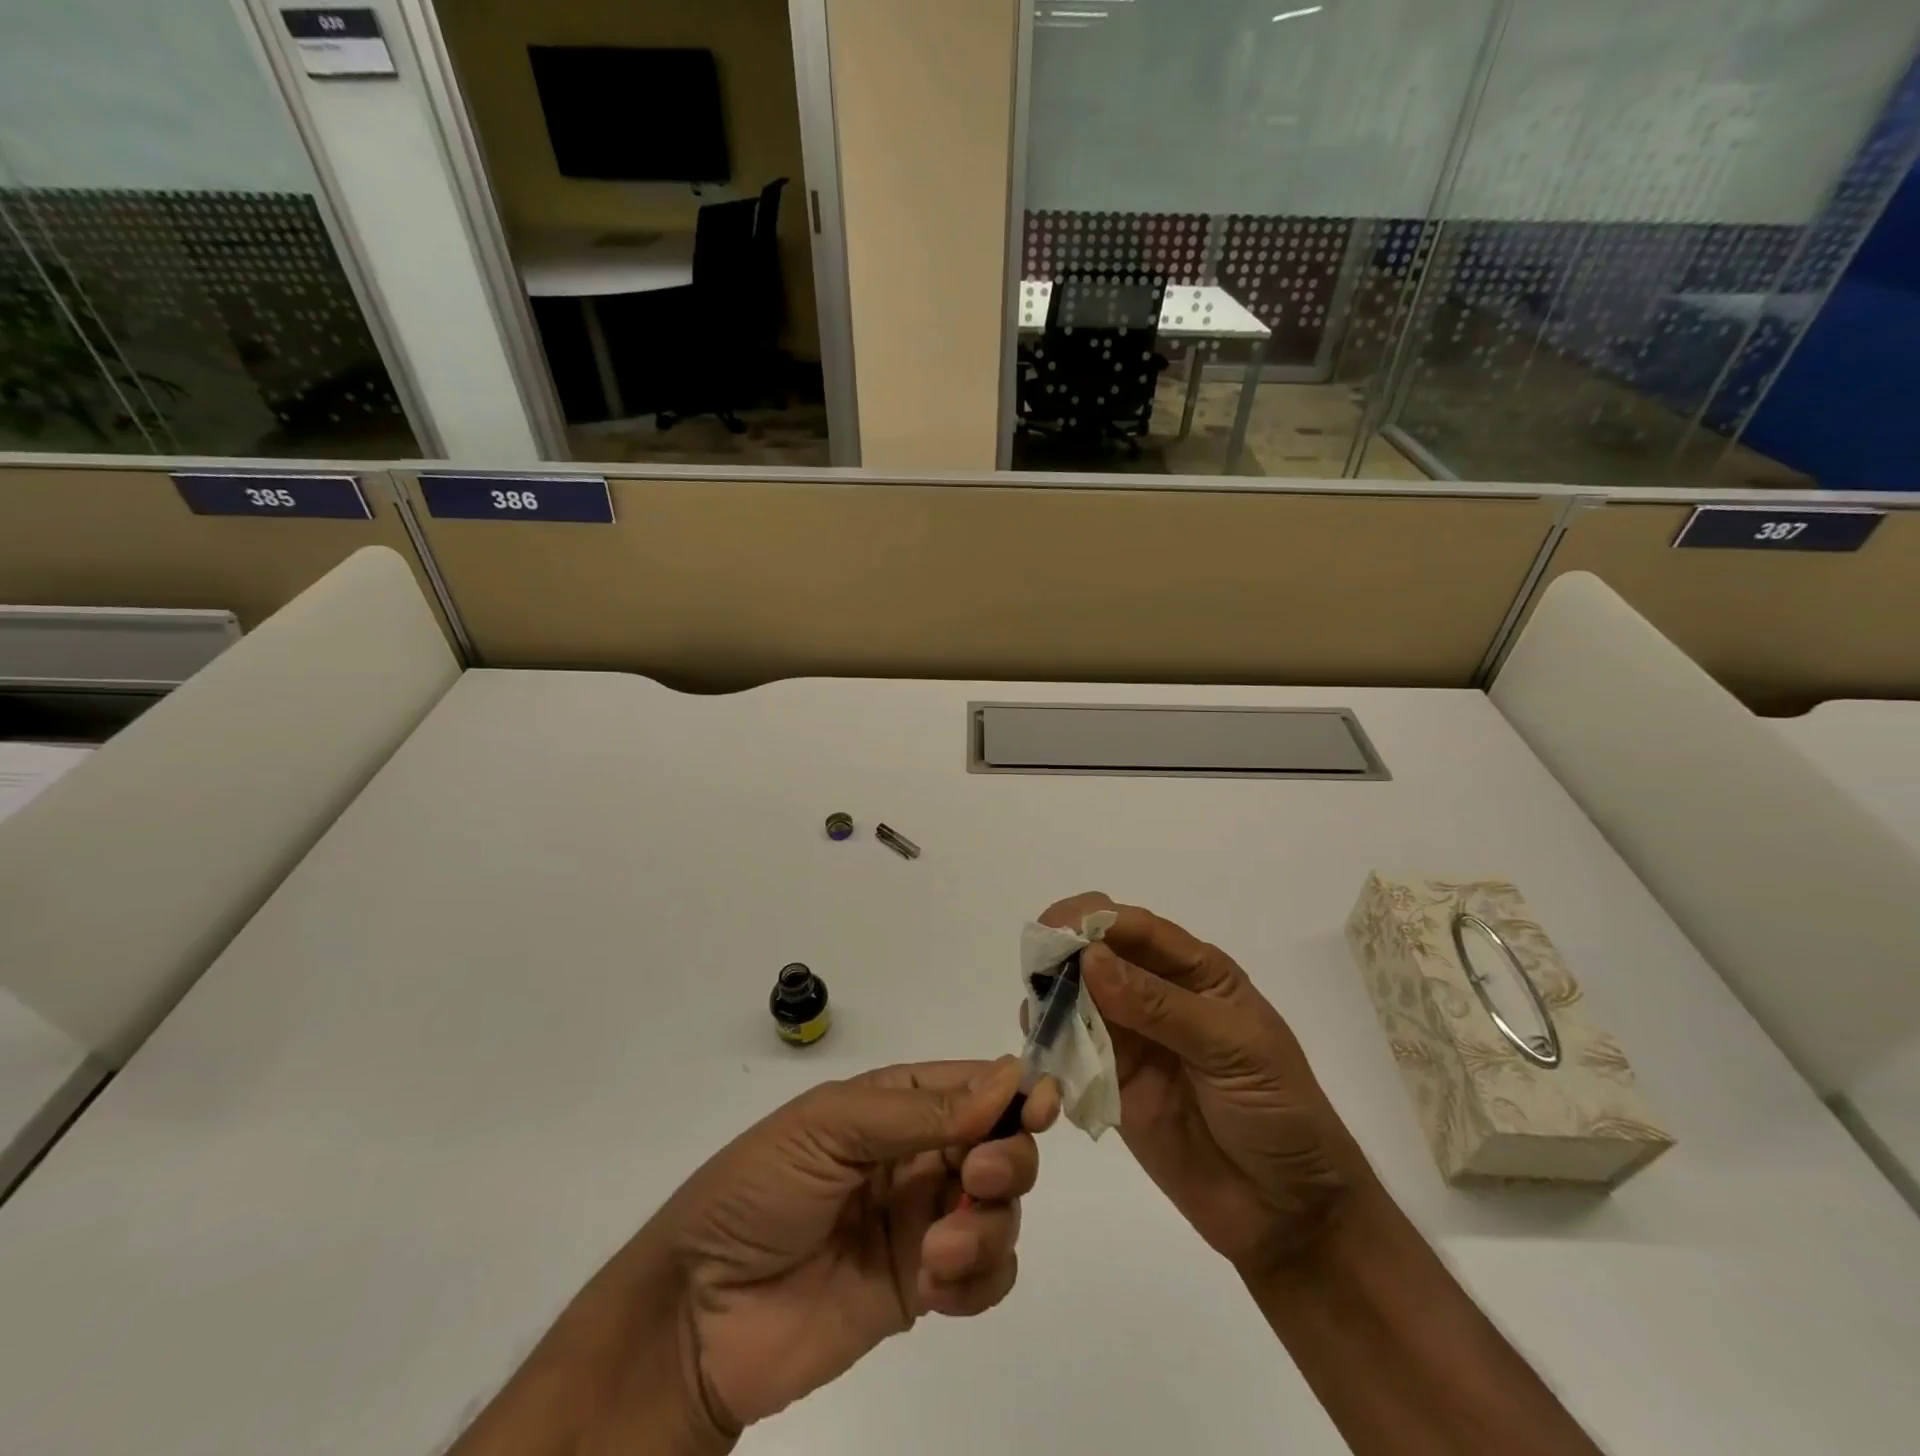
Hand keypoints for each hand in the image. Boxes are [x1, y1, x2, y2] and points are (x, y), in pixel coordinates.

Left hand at [656, 1059, 1057, 1442]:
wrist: (699, 1316)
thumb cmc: (758, 1191)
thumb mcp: (830, 1127)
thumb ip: (919, 1112)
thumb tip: (1006, 1079)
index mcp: (894, 1104)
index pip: (972, 1085)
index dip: (1014, 1090)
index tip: (1042, 1106)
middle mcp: (917, 1155)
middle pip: (1001, 1144)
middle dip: (1007, 1159)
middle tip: (981, 1179)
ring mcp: (923, 1221)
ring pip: (1001, 1210)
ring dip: (988, 1226)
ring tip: (938, 1252)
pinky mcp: (923, 1287)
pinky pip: (986, 1274)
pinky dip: (979, 1279)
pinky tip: (937, 1287)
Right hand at [1041, 892, 1373, 1275]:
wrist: (1288, 1212)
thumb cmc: (1278, 1113)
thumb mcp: (1233, 1049)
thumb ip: (1160, 1006)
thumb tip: (1090, 958)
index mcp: (1195, 972)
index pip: (1136, 928)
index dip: (1094, 919)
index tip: (1054, 927)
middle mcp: (1155, 994)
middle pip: (1098, 954)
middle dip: (1065, 952)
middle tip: (1037, 969)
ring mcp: (1130, 1038)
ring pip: (1076, 997)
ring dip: (1051, 996)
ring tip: (1035, 1011)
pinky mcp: (1109, 1082)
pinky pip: (1070, 1050)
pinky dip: (1049, 1042)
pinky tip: (1037, 1044)